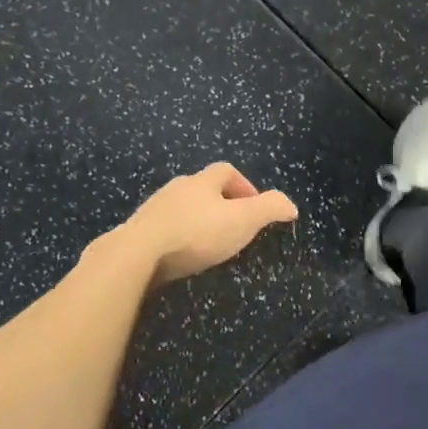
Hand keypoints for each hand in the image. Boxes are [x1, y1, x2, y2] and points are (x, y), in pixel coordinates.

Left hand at [111, 163, 298, 286]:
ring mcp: (153, 210)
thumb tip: (290, 205)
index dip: (244, 185)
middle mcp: (176, 188)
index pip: (226, 171)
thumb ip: (270, 208)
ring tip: (208, 244)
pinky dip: (176, 238)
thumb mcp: (244, 220)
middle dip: (219, 203)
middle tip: (233, 226)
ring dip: (196, 220)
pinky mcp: (137, 232)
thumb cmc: (197, 233)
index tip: (254, 206)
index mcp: (202, 181)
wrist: (137, 253)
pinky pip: (163, 230)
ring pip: (180, 208)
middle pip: (202, 188)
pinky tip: (181, 257)